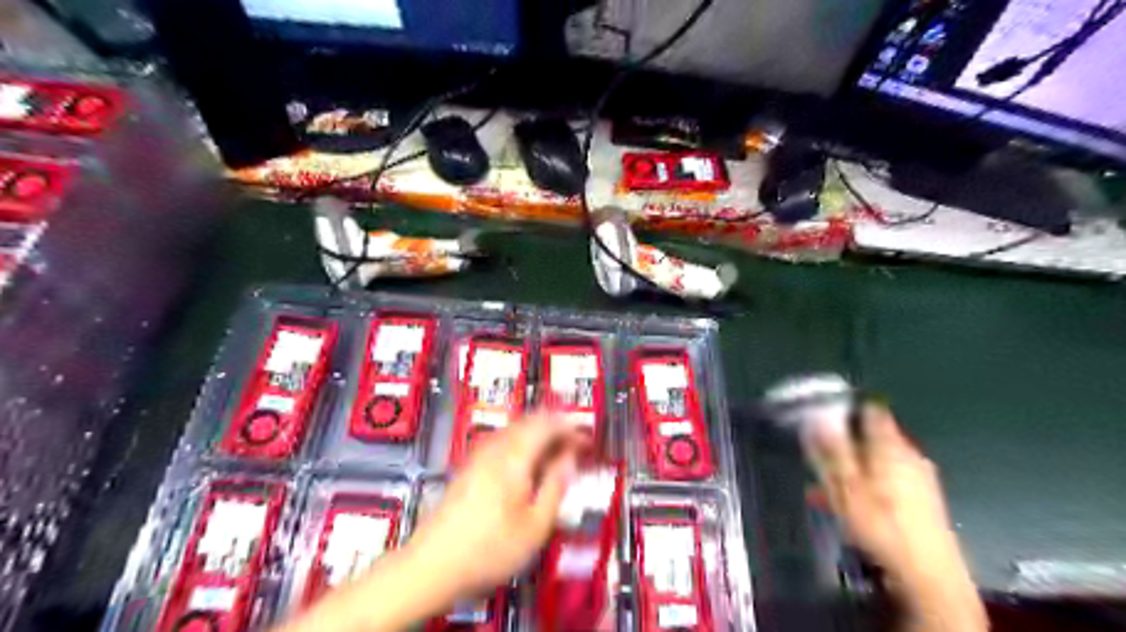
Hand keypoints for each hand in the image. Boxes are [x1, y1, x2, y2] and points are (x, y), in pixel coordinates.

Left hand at [408, 416, 579, 600]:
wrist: (433, 564)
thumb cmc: (487, 549)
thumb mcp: (535, 525)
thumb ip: (555, 486)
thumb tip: (569, 460)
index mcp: (514, 457)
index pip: (547, 423)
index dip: (570, 426)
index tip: (586, 436)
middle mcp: (495, 449)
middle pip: (529, 421)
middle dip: (555, 427)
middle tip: (574, 442)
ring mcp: (478, 457)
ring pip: (515, 430)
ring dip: (538, 434)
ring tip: (555, 453)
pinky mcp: (469, 468)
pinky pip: (502, 443)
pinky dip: (522, 445)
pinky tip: (527, 465)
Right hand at [811, 404, 987, 631]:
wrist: (928, 576)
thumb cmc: (881, 526)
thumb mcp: (845, 486)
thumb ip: (831, 449)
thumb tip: (817, 415)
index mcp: (890, 445)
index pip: (870, 410)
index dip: (847, 409)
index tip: (824, 416)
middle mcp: (910, 455)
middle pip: (875, 436)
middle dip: (847, 443)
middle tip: (822, 456)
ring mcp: (921, 478)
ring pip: (880, 460)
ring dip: (855, 467)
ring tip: (831, 485)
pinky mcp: (925, 501)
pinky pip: (889, 480)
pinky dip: (869, 485)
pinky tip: (855, 504)